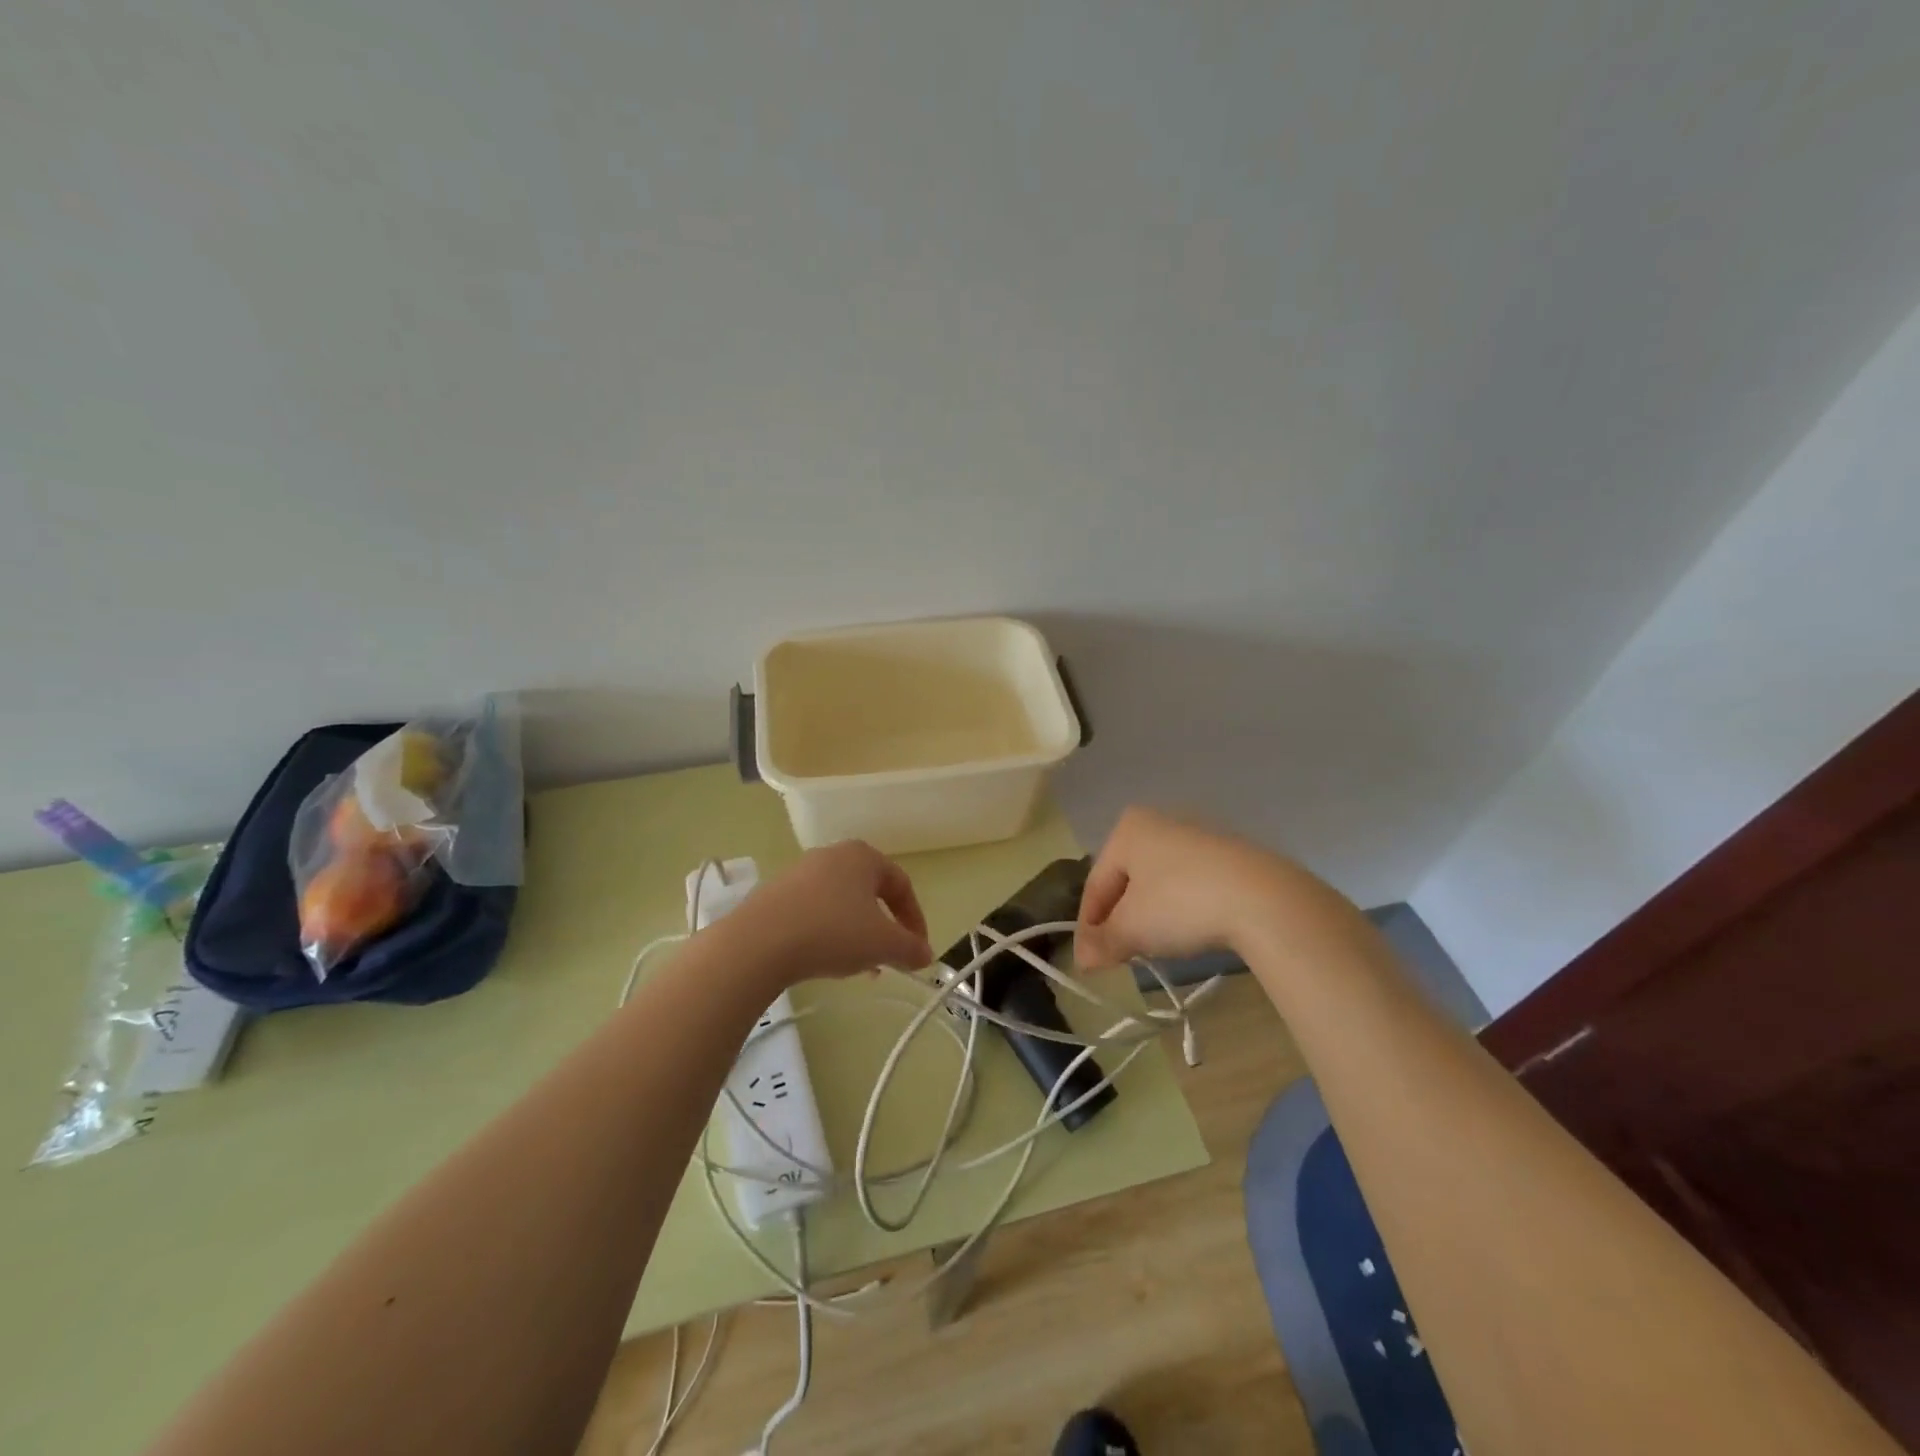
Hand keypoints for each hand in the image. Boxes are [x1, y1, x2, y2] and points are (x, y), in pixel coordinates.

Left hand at [723, 841, 933, 986]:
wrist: (759, 942)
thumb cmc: (832, 931)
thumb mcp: (882, 944)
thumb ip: (910, 948)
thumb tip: (926, 955)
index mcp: (863, 855)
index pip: (901, 884)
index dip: (915, 920)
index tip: (918, 951)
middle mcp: (832, 855)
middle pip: (870, 892)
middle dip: (884, 928)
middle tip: (889, 958)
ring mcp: (800, 873)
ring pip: (842, 903)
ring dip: (857, 933)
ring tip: (858, 967)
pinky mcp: (775, 895)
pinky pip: (814, 911)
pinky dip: (828, 933)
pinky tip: (824, 960)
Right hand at [1075, 807, 1344, 967]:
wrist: (1264, 899)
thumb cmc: (1182, 903)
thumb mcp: (1132, 928)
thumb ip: (1102, 942)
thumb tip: (1082, 959)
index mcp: (1128, 829)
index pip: (1096, 884)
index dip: (1089, 926)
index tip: (1089, 961)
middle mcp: (1159, 822)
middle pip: (1127, 881)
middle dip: (1120, 920)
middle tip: (1119, 956)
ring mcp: (1198, 836)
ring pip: (1159, 883)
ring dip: (1151, 917)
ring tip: (1154, 948)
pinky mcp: (1229, 856)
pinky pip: (1190, 885)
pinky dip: (1182, 909)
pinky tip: (1190, 932)